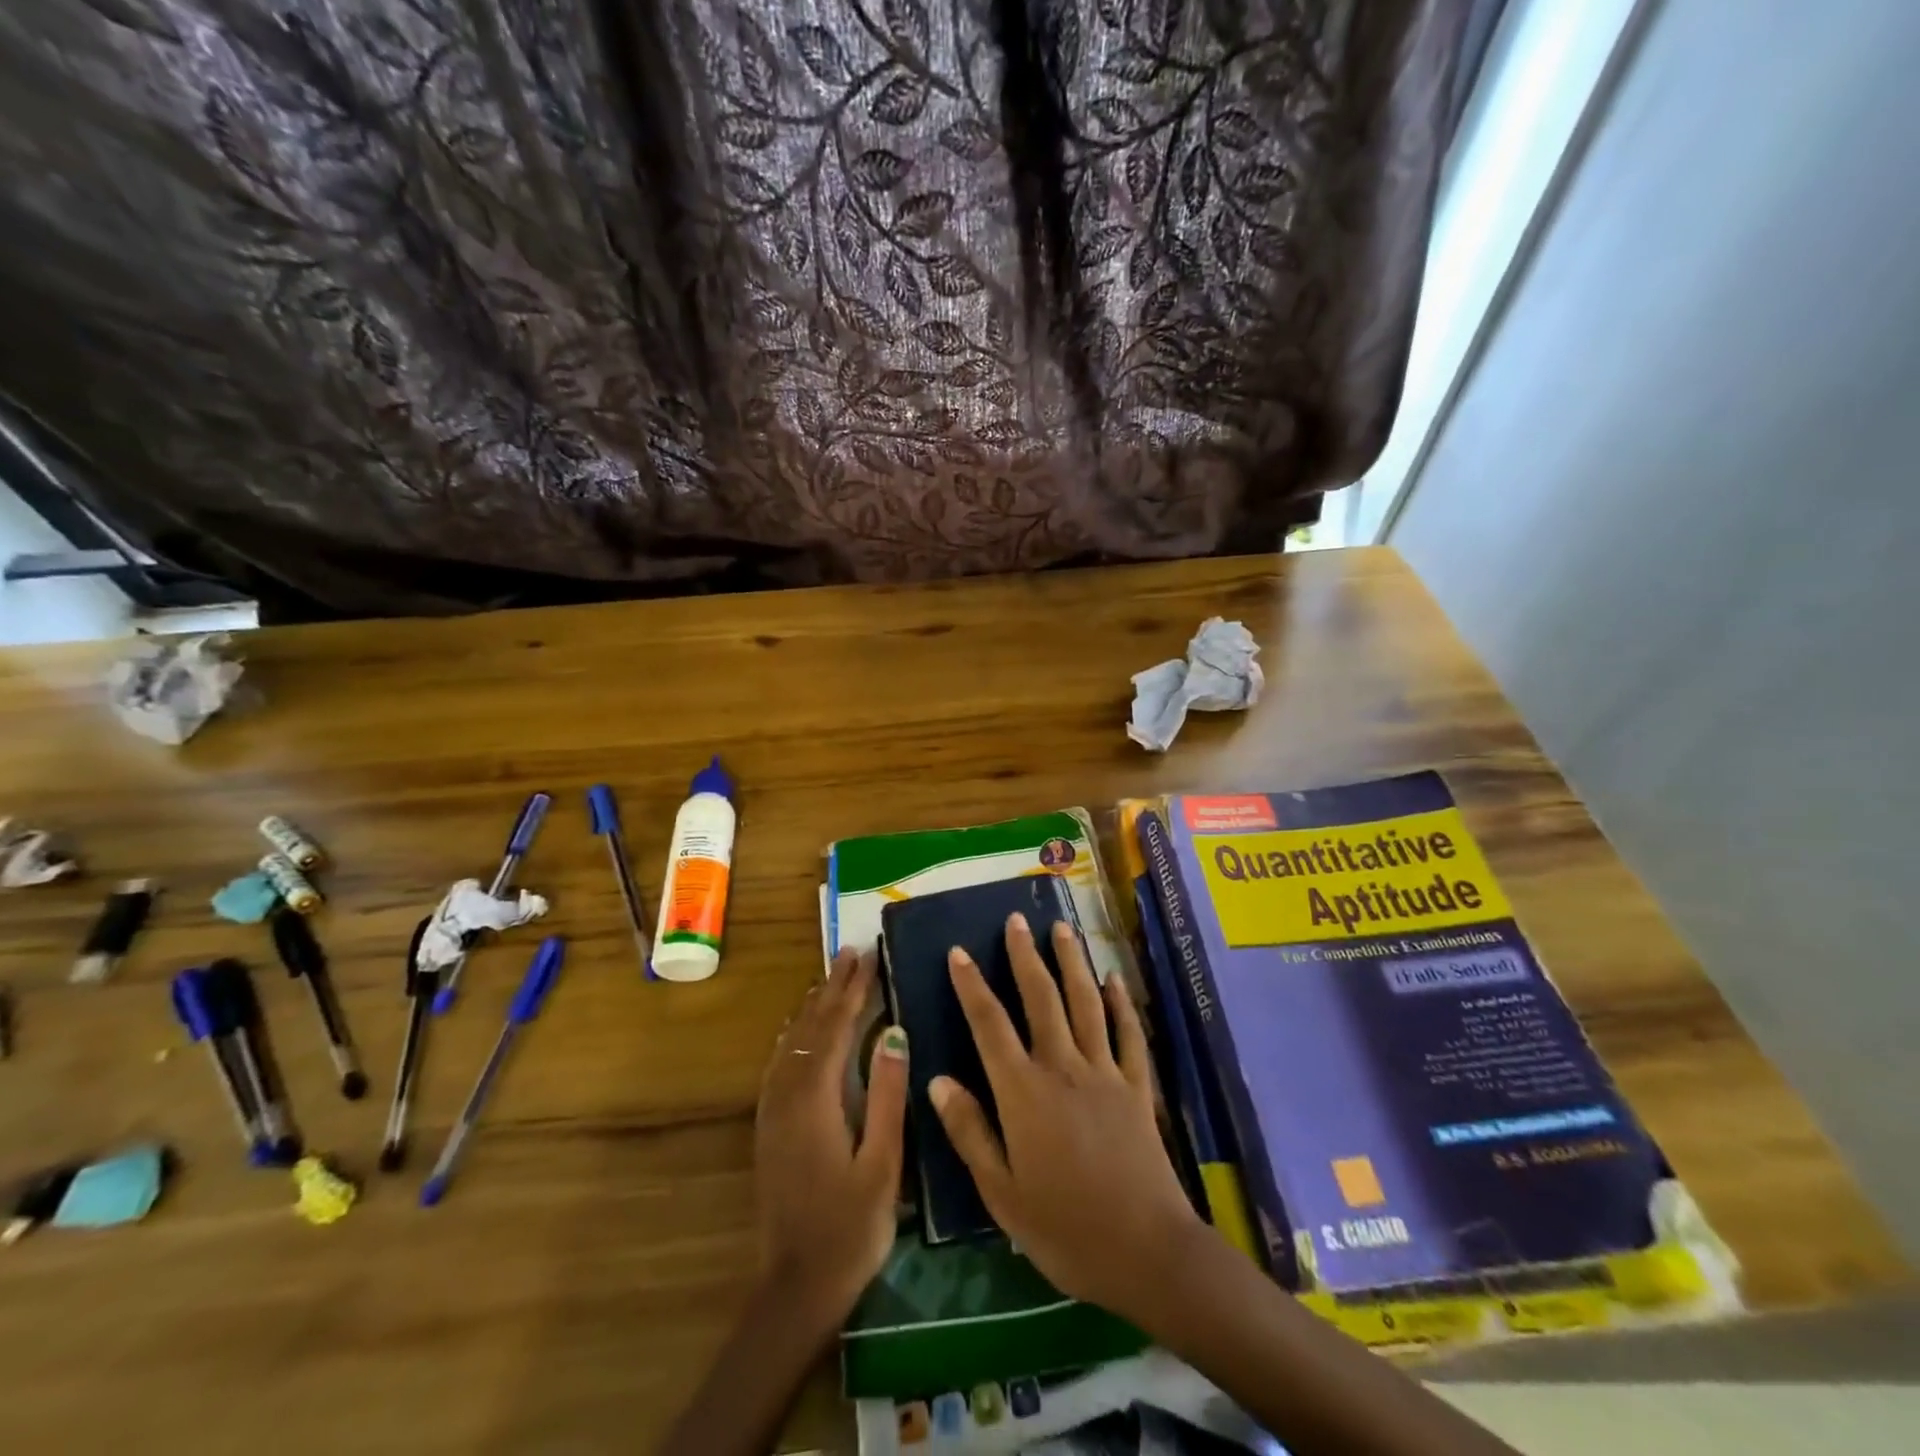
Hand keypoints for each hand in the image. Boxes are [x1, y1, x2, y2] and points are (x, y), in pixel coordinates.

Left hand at [754, 947, 907, 1321]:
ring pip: (791, 1042)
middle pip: (809, 1028)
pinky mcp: (769, 1127)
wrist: (796, 1287)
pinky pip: (781, 1062)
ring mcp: (772, 1111)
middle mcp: (786, 1095)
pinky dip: (795, 1035)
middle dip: (832, 988)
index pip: (835, 1028)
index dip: (853, 990)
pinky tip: (799, 1030)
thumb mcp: (882, 1162)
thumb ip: (885, 1094)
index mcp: (815, 1099)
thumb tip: (892, 1031)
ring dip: (813, 1006)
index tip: (868, 956)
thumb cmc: (851, 1227)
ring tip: (831, 977)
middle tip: (851, 952)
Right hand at [931, 913, 1205, 1322]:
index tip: (959, 951)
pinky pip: (1127, 1034)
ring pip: (1085, 1003)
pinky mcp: (1137, 1087)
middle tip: (1016, 919)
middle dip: (1025, 956)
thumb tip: (938, 1080)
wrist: (1147, 1252)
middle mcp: (1063, 1068)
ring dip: (1071, 963)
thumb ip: (970, 1132)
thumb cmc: (1066, 1230)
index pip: (990, 1025)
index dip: (972, 985)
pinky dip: (1120, 1003)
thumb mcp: (1003, 1194)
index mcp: (1024, 1093)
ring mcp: (1104, 1073)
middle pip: (1041, 998)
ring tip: (1062, 928)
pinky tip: (1114, 978)